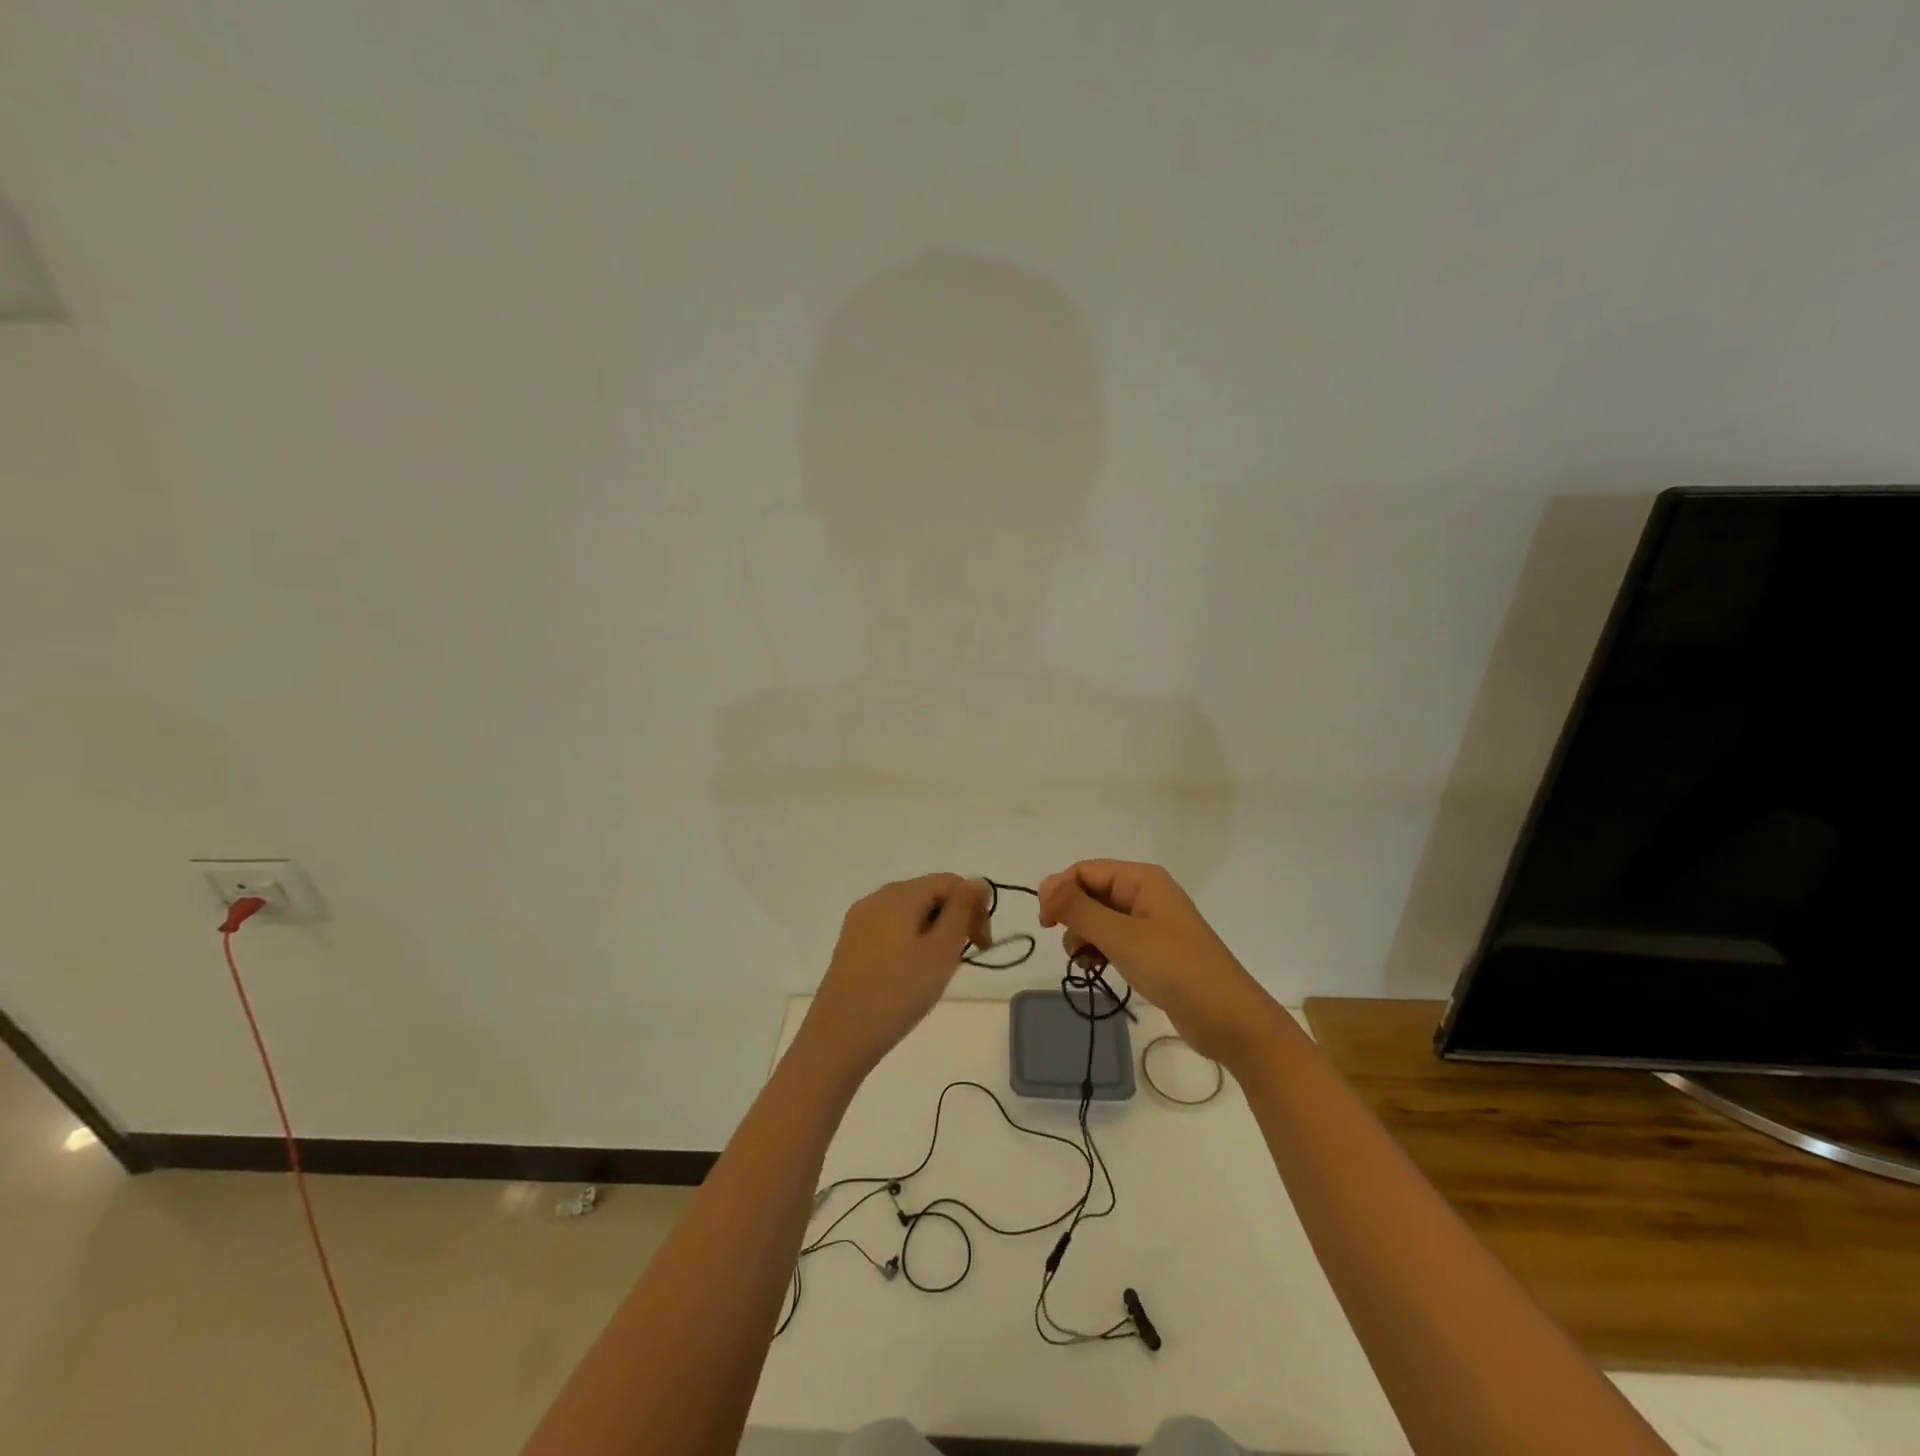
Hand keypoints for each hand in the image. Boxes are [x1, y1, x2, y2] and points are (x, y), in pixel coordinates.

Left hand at [797, 874, 989, 1080]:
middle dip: (954, 920)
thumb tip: (977, 881)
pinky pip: (892, 930)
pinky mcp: (851, 943)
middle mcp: (876, 898)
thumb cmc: (898, 993)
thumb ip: (963, 910)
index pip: (951, 882)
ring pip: (911, 914)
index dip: (974, 907)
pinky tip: (910, 976)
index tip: (981, 946)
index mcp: (899, 894)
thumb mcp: (941, 950)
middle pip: (930, 894)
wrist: (839, 1037)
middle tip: (961, 961)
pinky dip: (911, 943)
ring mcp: (860, 921)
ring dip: (934, 934)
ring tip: (936, 972)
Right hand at [1038, 860, 1276, 1064]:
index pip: (1085, 871)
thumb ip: (1079, 909)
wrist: (1228, 1019)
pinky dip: (1099, 950)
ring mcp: (1150, 922)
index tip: (1044, 924)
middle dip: (1073, 917)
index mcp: (1142, 879)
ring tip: (1085, 963)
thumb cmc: (1175, 969)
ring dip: (1084, 937)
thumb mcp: (1121, 937)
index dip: (1059, 891)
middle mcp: (1145, 893)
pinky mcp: (1152, 949)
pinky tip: (1096, 970)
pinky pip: (1114, 939)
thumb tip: (1045, 885)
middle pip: (1091, 892)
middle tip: (1070, 948)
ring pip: (1099, 918)